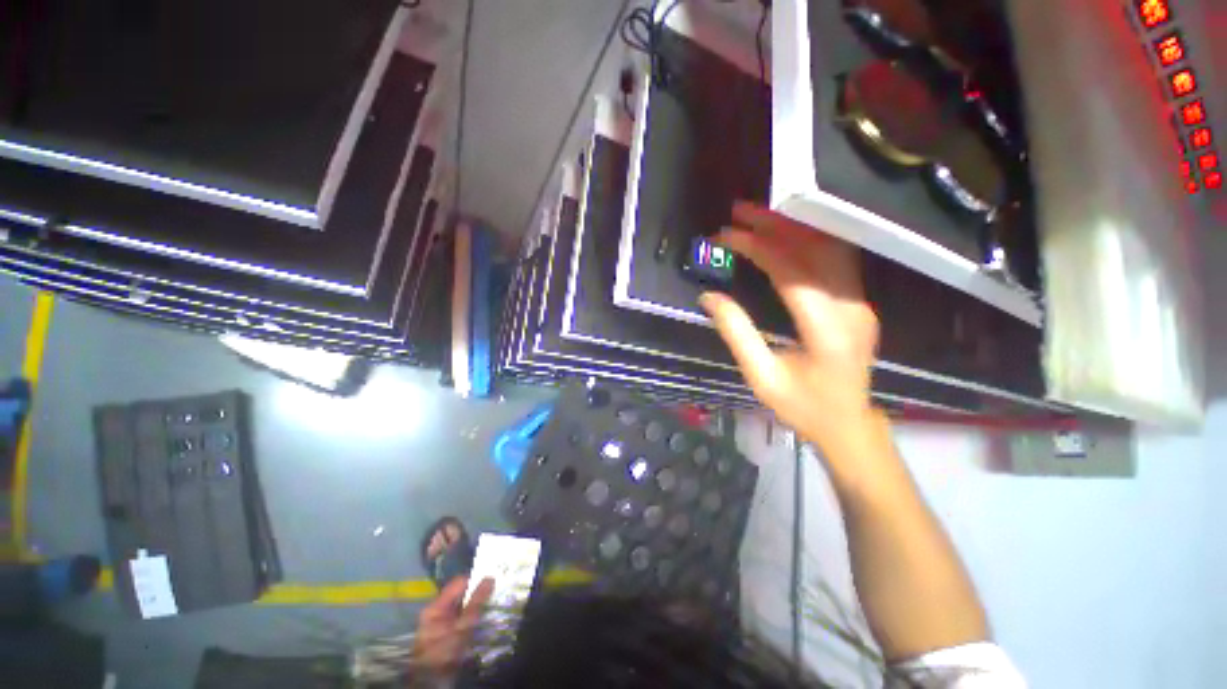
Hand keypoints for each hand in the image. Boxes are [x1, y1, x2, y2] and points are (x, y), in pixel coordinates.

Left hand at [412, 576, 493, 676]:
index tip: (493, 584)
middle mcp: (436, 612)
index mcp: (436, 606)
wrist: (430, 684)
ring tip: (493, 609)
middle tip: (496, 596)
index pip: (459, 583)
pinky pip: (461, 620)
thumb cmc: (444, 653)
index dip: (476, 581)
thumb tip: (490, 578)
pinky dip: (472, 620)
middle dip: (478, 595)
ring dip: (477, 608)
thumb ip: (476, 603)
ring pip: (462, 608)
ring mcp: (439, 625)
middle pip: (461, 596)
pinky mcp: (445, 636)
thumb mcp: (462, 628)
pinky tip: (483, 624)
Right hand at [699, 202, 887, 464]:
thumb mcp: (761, 377)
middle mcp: (851, 308)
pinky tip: (786, 233)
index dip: (758, 248)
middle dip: (775, 226)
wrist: (848, 424)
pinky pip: (835, 261)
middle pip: (816, 250)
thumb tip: (709, 298)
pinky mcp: (858, 302)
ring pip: (830, 249)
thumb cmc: (803, 407)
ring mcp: (860, 302)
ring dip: (793, 227)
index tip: (727, 236)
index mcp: (826, 331)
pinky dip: (808, 241)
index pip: (791, 272)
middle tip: (740, 212)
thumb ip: (736, 333)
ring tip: (759, 215)